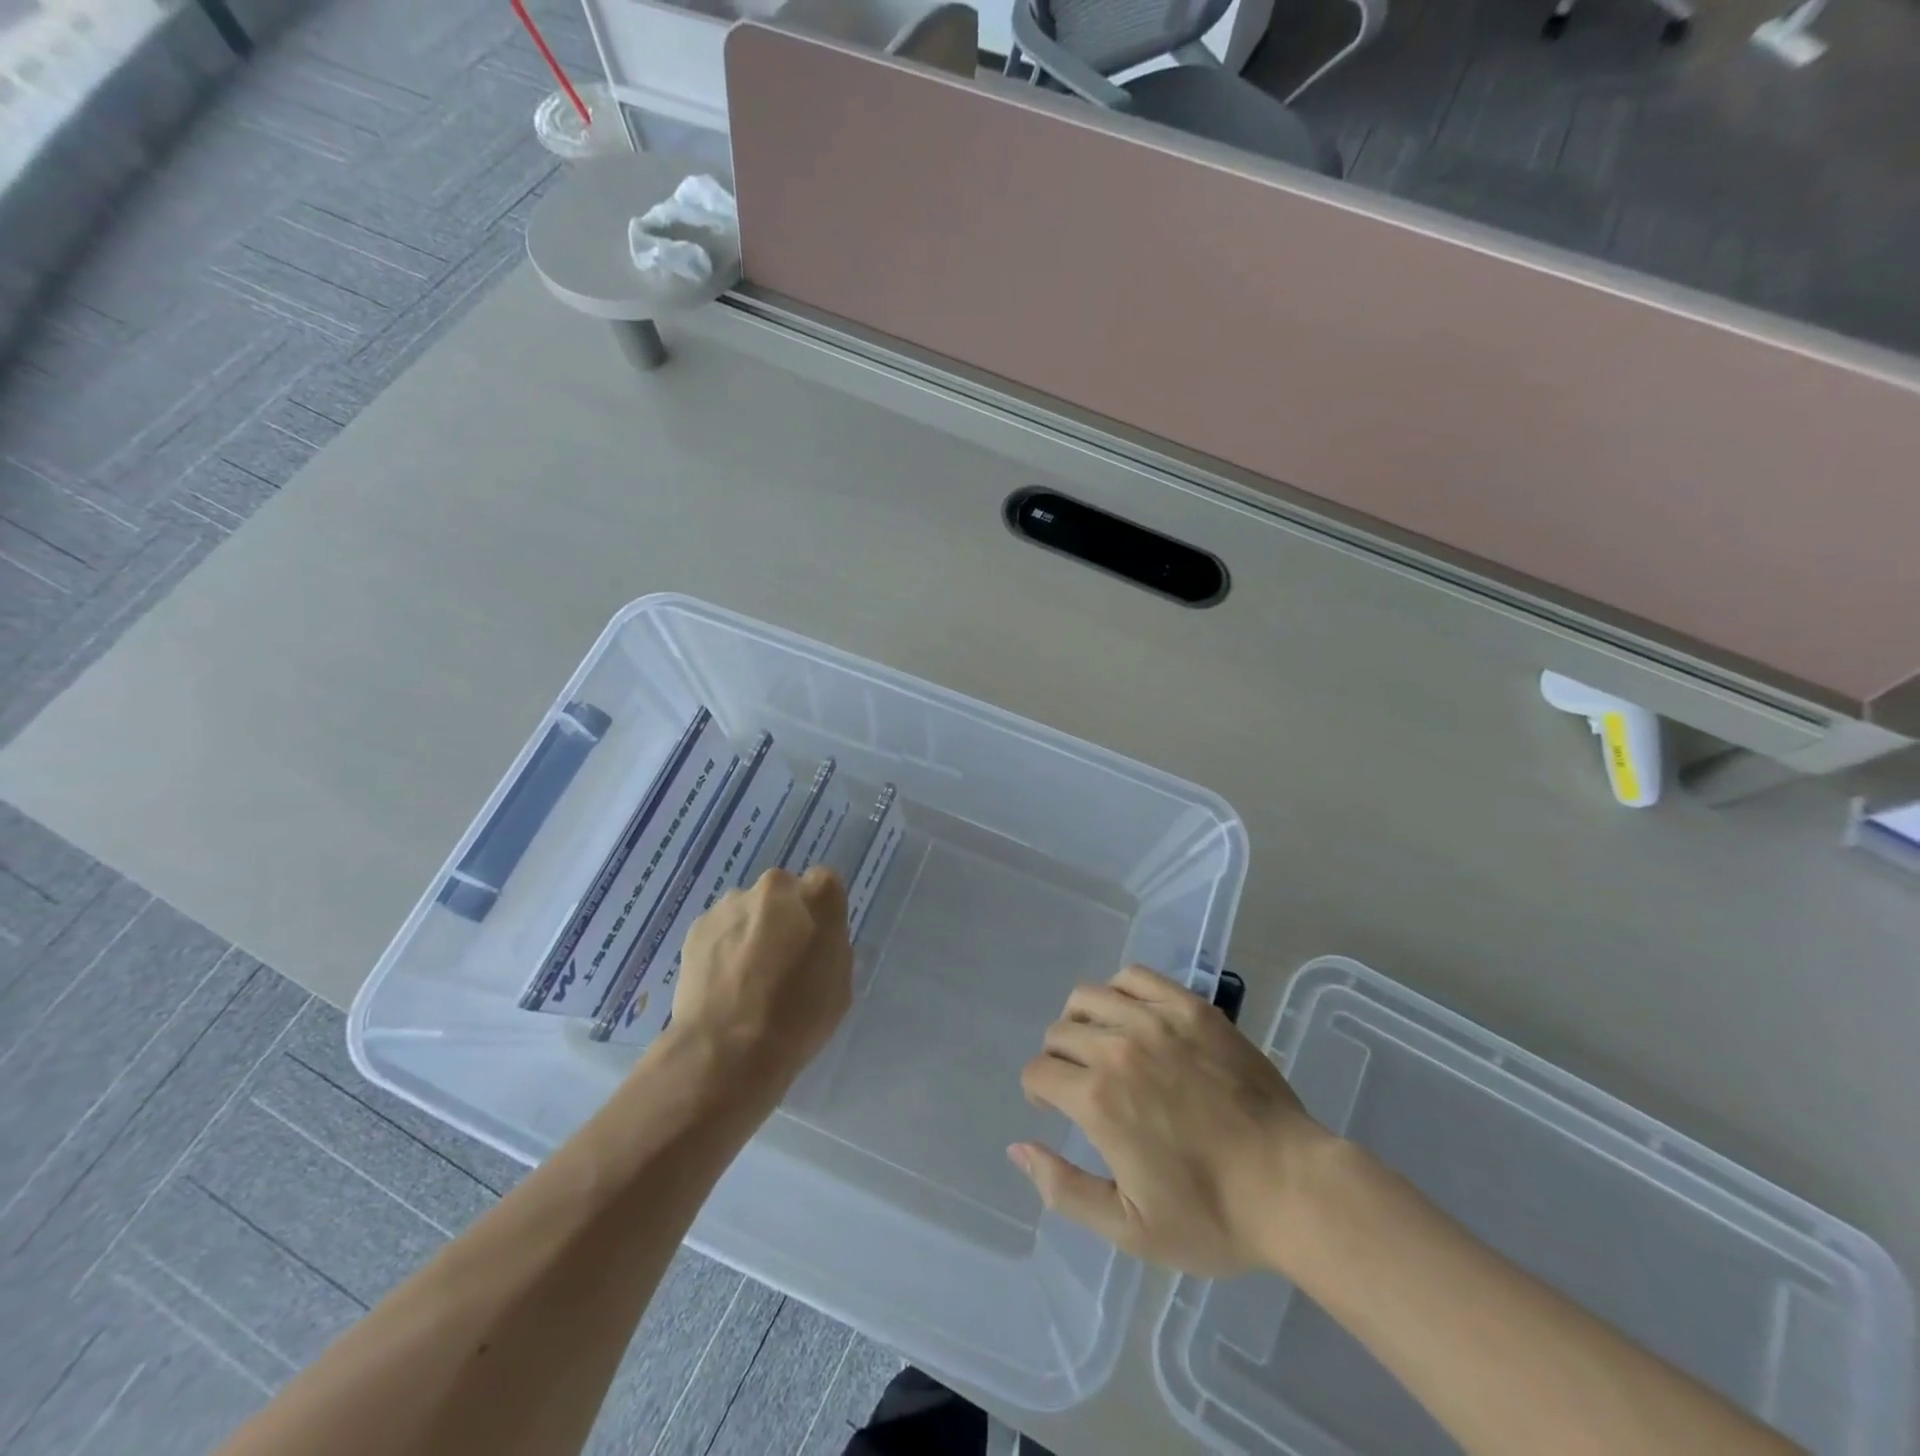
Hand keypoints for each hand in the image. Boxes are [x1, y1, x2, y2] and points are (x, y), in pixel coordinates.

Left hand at [667, 866, 852, 1092]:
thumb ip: (831, 945)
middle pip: (782, 892)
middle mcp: (775, 886)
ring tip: (745, 976)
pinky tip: (722, 982)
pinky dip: (722, 946)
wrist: (727, 1050)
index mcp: (818, 896)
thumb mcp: (840, 984)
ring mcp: (731, 903)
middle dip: (783, 915)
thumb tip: (815, 938)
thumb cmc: (798, 1019)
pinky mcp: (698, 925)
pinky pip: (720, 928)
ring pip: (748, 909)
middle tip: (780, 957)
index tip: (815, 938)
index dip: (820, 910)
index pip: (825, 882)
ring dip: (750, 929)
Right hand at [1010, 965, 1331, 1276]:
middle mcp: (1118, 1048)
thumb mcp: (1129, 1228)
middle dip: (1057, 1059)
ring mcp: (1157, 1020)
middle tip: (1080, 1084)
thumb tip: (1017, 1147)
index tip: (1054, 1109)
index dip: (1038, 1092)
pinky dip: (1119, 989)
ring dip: (1081, 1020)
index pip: (1039, 1071)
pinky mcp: (1191, 1007)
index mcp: (1098, 1100)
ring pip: (1089, 997)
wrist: (1292, 1187)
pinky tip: (1131, 1015)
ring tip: (1101, 1044)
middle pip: (1059, 1032)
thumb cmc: (1211, 1215)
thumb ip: (1063, 1188)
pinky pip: (1136, 976)